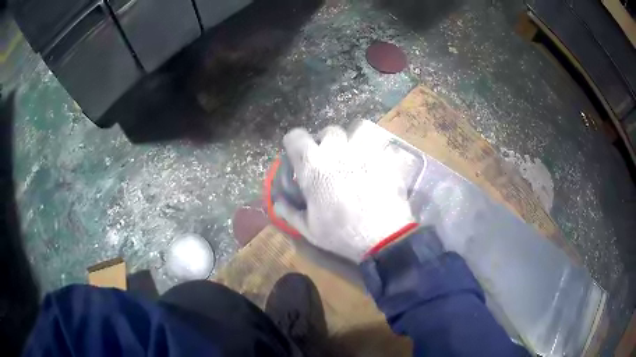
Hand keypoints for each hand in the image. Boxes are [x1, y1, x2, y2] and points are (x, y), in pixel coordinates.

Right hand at [274, 125, 414, 261]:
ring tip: (353, 158)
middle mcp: (337, 152)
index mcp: (314, 166)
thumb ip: (290, 212)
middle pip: (329, 131)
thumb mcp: (309, 229)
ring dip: (351, 141)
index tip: (297, 155)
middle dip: (325, 142)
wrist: (385, 238)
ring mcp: (365, 152)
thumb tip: (278, 203)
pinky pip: (379, 145)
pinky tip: (375, 167)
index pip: (296, 137)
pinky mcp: (386, 158)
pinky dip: (375, 152)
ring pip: (356, 131)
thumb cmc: (342, 235)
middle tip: (328, 160)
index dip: (294, 143)